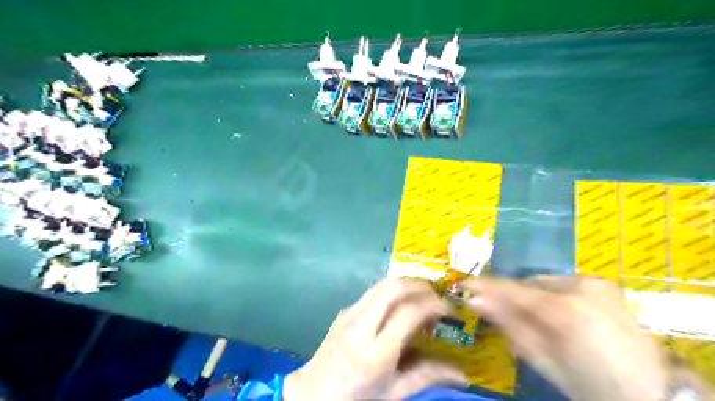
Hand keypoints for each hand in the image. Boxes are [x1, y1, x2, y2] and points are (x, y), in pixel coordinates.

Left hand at [283, 278, 465, 399]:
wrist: (312, 394)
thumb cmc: (356, 399)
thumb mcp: (393, 393)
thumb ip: (427, 376)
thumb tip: (462, 374)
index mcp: (376, 353)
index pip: (408, 313)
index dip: (432, 305)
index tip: (448, 309)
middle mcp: (361, 327)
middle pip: (393, 288)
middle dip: (419, 285)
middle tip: (436, 296)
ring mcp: (349, 315)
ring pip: (382, 285)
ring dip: (405, 284)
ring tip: (421, 297)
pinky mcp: (344, 311)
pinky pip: (372, 292)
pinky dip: (391, 291)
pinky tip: (399, 305)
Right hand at [465, 278, 670, 400]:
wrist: (651, 394)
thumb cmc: (590, 385)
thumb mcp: (544, 360)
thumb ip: (509, 325)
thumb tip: (476, 301)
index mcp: (566, 310)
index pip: (513, 290)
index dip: (486, 287)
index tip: (464, 284)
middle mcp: (581, 287)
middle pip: (528, 285)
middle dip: (511, 298)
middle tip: (500, 315)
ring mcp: (595, 284)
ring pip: (544, 284)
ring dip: (530, 299)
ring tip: (531, 322)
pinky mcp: (604, 286)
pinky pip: (562, 286)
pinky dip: (550, 298)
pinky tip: (552, 317)